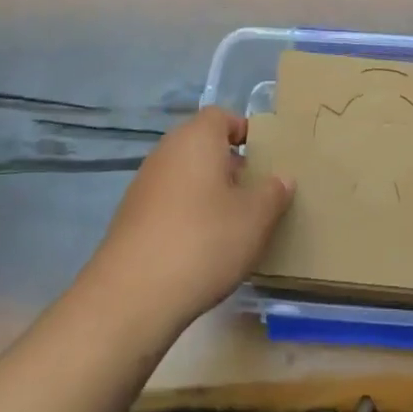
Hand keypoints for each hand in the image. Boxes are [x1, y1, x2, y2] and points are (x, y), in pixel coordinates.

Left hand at [84, 106, 293, 334]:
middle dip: (229, 165)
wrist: (133, 295)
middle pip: (201, 146)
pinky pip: (168, 203)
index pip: (221, 116)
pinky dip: (186, 214)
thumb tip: (281, 178)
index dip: (243, 131)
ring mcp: (143, 185)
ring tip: (233, 224)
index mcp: (196, 139)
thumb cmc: (204, 241)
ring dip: (208, 192)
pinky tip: (201, 247)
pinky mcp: (130, 218)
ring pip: (185, 176)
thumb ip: (273, 192)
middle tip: (255, 192)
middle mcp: (166, 152)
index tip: (264, 158)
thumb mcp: (255, 218)